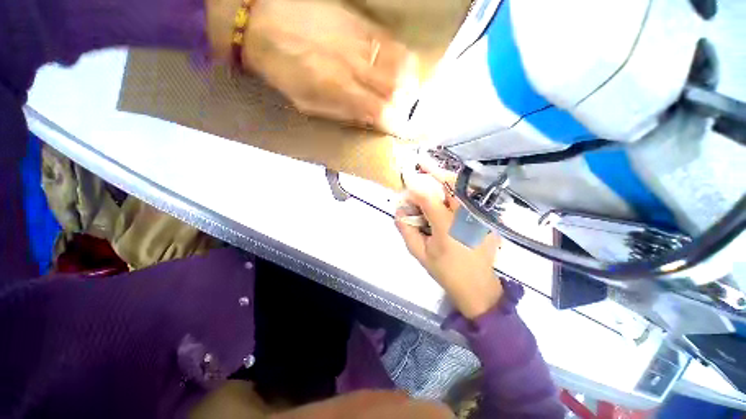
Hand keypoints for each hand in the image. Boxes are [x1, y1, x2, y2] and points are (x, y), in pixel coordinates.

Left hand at [207, 0, 412, 127]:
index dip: (394, 123)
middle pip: (396, 89)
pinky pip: (392, 42)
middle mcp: (355, 66)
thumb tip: (371, 120)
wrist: (263, 21)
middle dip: (405, 104)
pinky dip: (402, 59)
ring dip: (408, 82)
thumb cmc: (284, 71)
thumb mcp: (309, 105)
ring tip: (406, 90)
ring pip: (401, 64)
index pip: (380, 112)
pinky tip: (399, 67)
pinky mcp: (361, 21)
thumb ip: (343, 113)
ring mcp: (360, 41)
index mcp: (339, 91)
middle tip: (403, 110)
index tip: (398, 129)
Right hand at [395, 160, 502, 318]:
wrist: (477, 287)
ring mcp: (480, 216)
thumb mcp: (420, 253)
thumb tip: (398, 212)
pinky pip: (470, 197)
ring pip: (463, 187)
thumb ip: (407, 231)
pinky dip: (457, 189)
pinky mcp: (486, 219)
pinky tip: (447, 191)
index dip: (415, 187)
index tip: (406, 179)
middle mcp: (466, 216)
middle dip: (435, 170)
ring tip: (432, 172)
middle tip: (421, 163)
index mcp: (447, 227)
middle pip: (451, 184)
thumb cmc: (446, 271)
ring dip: (446, 177)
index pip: (428, 197)